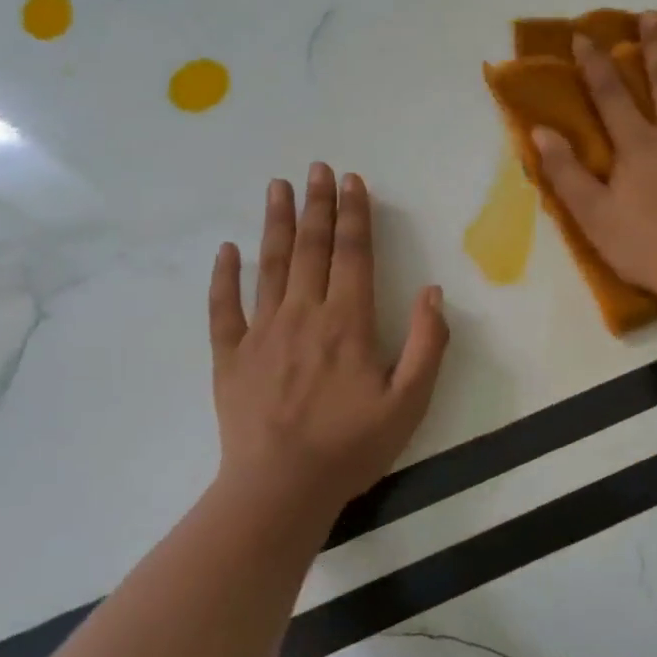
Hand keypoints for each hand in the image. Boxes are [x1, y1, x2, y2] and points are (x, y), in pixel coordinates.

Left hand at [209, 165, 448, 522]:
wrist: (280, 489)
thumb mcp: (409, 402)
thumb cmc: (351, 447)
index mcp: (348, 323)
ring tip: (278, 187)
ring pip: (270, 265)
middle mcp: (303, 315)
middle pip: (311, 249)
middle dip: (318, 205)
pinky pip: (224, 308)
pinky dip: (224, 276)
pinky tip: (227, 250)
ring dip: (277, 223)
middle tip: (317, 168)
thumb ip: (427, 344)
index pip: (353, 255)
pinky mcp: (230, 356)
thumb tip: (432, 292)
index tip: (353, 181)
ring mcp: (261, 332)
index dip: (355, 215)